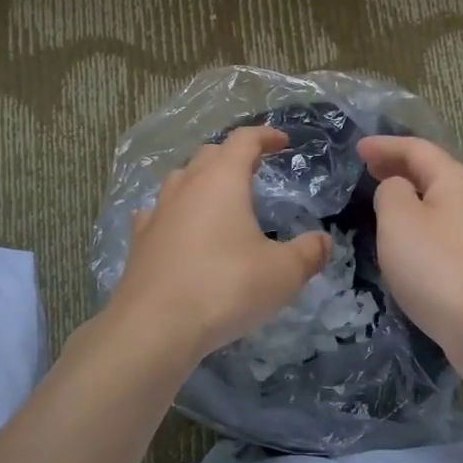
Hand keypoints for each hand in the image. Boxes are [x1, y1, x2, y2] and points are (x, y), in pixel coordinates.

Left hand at [108, 126, 332, 364]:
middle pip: (209, 155)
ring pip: (180, 180)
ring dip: (201, 181)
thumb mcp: (283, 273)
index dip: (265, 136)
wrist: (155, 326)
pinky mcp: (139, 242)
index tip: (282, 142)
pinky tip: (179, 228)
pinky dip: (175, 213)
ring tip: (218, 199)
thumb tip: (323, 241)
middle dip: (233, 156)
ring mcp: (157, 213)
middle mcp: (186, 186)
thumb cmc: (226, 287)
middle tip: (253, 170)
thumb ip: (309, 253)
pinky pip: (158, 213)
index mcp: (222, 180)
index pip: (244, 140)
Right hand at [356, 134, 462, 379]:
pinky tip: (407, 240)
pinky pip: (443, 230)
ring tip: (383, 201)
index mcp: (457, 180)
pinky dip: (421, 223)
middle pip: (433, 174)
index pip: (417, 149)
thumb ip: (391, 193)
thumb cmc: (438, 267)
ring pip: (439, 203)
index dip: (385, 146)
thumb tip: (398, 189)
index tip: (357, 148)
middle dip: (399, 168)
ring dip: (411, 197)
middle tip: (368, 169)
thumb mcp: (399, 221)